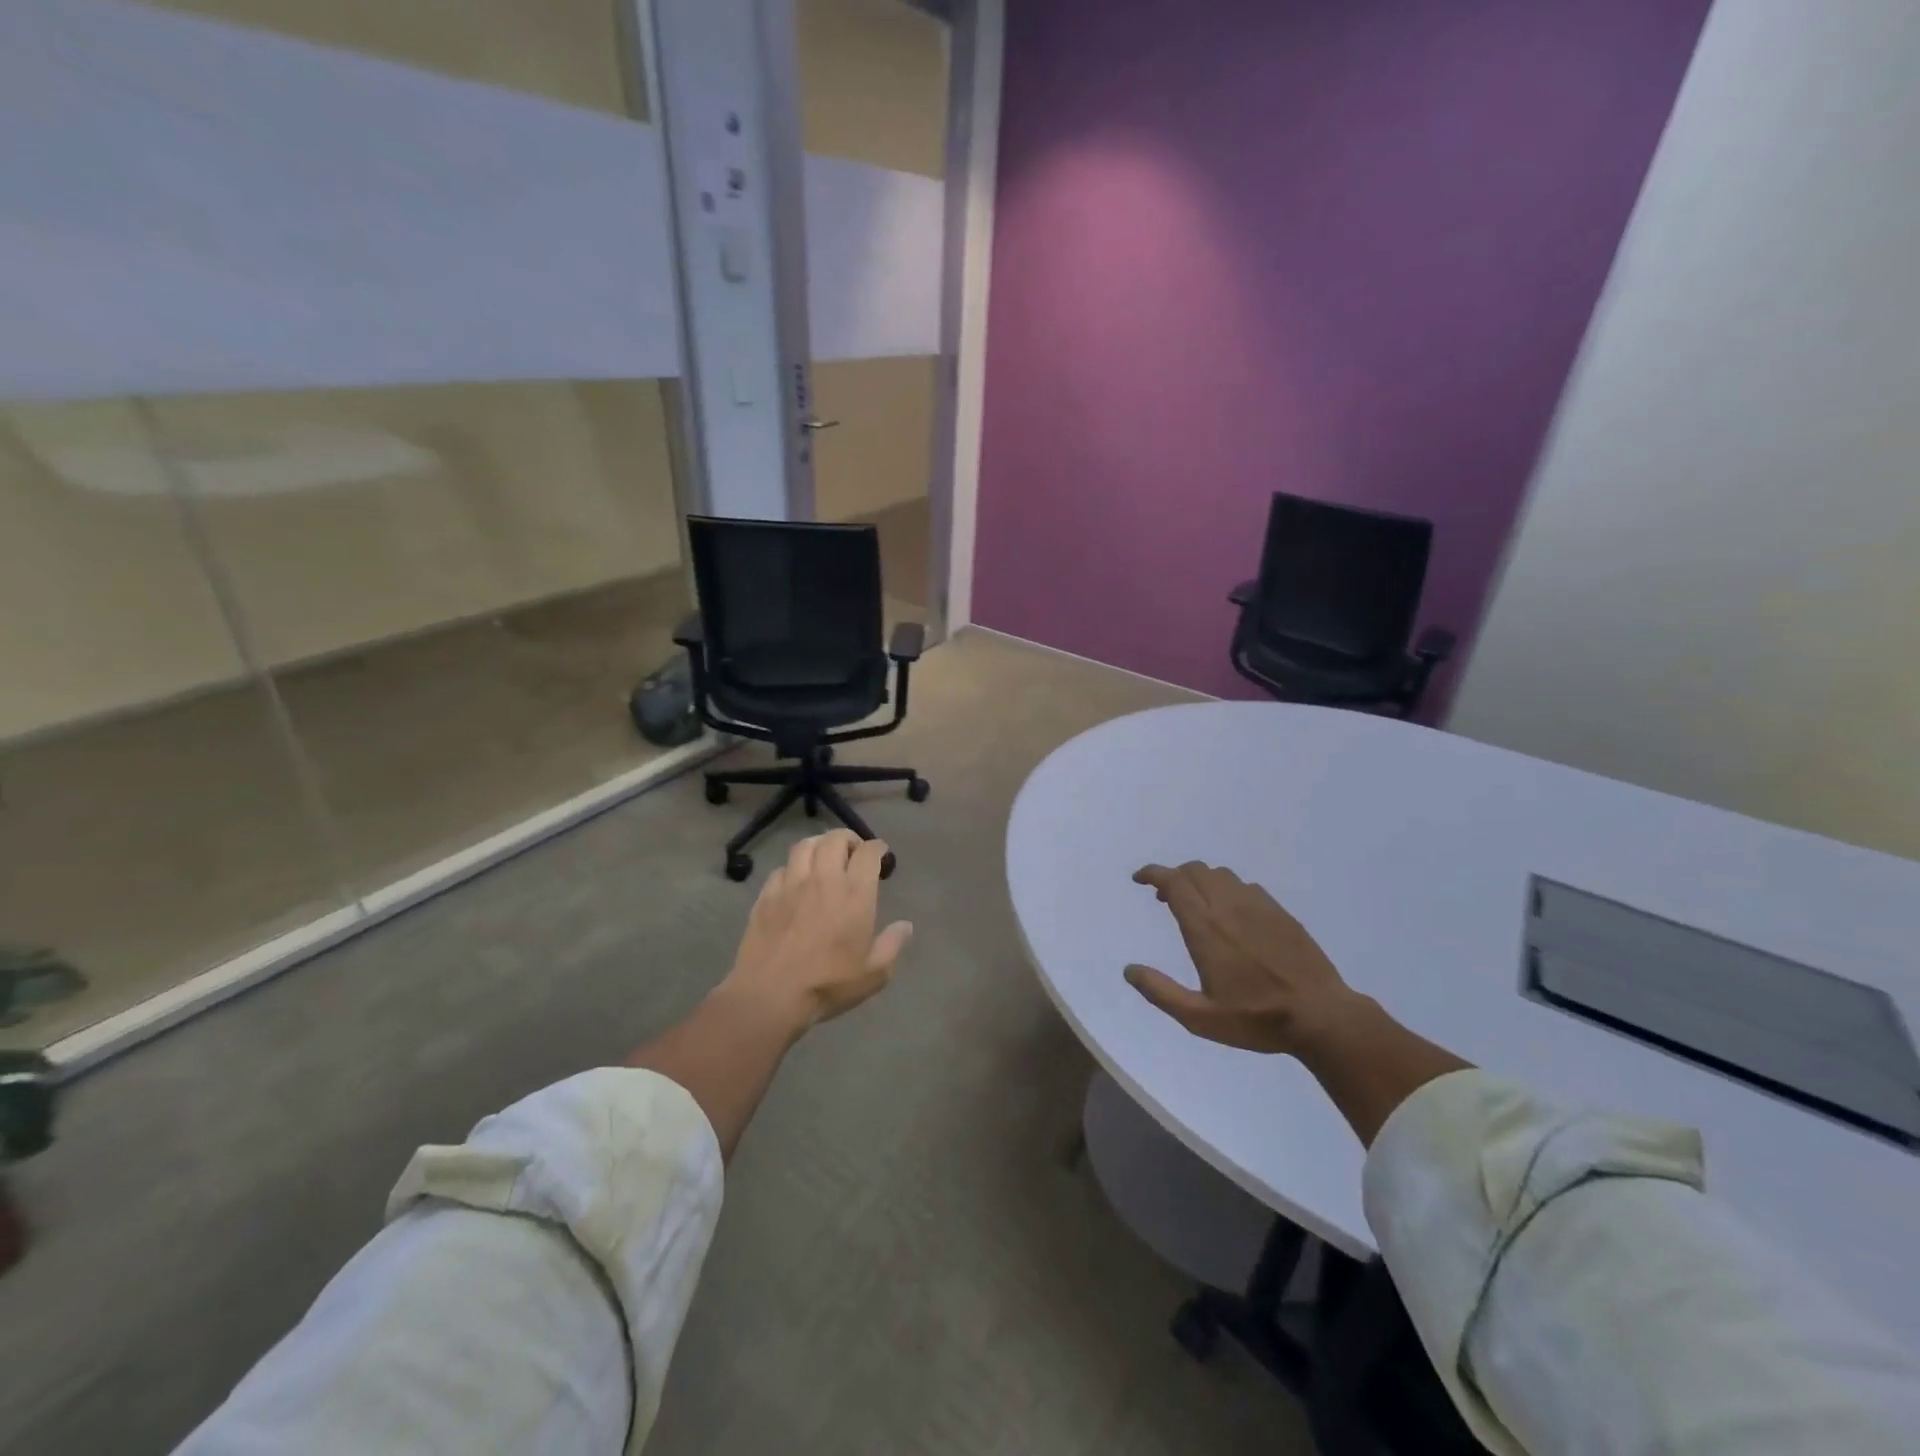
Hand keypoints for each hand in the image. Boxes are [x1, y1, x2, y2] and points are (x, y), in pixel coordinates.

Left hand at [722, 830, 913, 1030]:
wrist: (770, 994)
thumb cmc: (828, 984)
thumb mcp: (873, 974)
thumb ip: (892, 945)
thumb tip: (906, 925)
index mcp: (854, 893)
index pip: (868, 852)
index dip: (877, 847)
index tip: (881, 853)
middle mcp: (823, 879)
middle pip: (835, 839)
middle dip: (848, 839)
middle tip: (853, 852)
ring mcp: (791, 884)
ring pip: (805, 845)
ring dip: (819, 844)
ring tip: (824, 856)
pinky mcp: (766, 895)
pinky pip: (781, 868)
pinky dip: (793, 867)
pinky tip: (795, 880)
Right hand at [1125, 862, 1364, 1055]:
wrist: (1321, 1016)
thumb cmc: (1256, 1019)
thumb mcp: (1199, 1018)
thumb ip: (1161, 992)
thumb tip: (1129, 970)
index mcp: (1205, 927)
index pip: (1174, 882)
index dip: (1153, 874)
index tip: (1139, 879)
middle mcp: (1229, 906)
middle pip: (1195, 870)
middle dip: (1174, 876)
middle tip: (1164, 897)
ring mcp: (1258, 906)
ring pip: (1221, 875)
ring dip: (1200, 880)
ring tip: (1196, 904)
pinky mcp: (1280, 913)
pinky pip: (1246, 886)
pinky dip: (1227, 889)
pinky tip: (1231, 914)